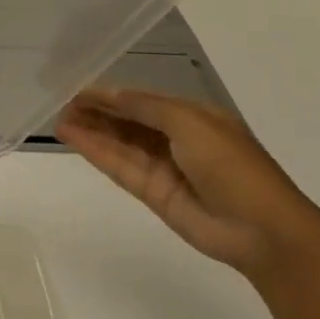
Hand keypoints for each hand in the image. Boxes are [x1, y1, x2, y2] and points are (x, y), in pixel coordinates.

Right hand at [54, 88, 319, 276]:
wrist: (261, 229)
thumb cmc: (232, 164)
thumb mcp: (190, 122)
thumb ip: (146, 106)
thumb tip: (112, 94)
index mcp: (193, 117)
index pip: (143, 100)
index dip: (111, 94)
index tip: (77, 88)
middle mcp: (176, 139)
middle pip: (128, 121)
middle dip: (97, 111)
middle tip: (61, 103)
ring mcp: (163, 167)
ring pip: (119, 143)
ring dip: (91, 130)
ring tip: (58, 119)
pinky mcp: (152, 193)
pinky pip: (118, 166)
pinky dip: (95, 151)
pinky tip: (71, 138)